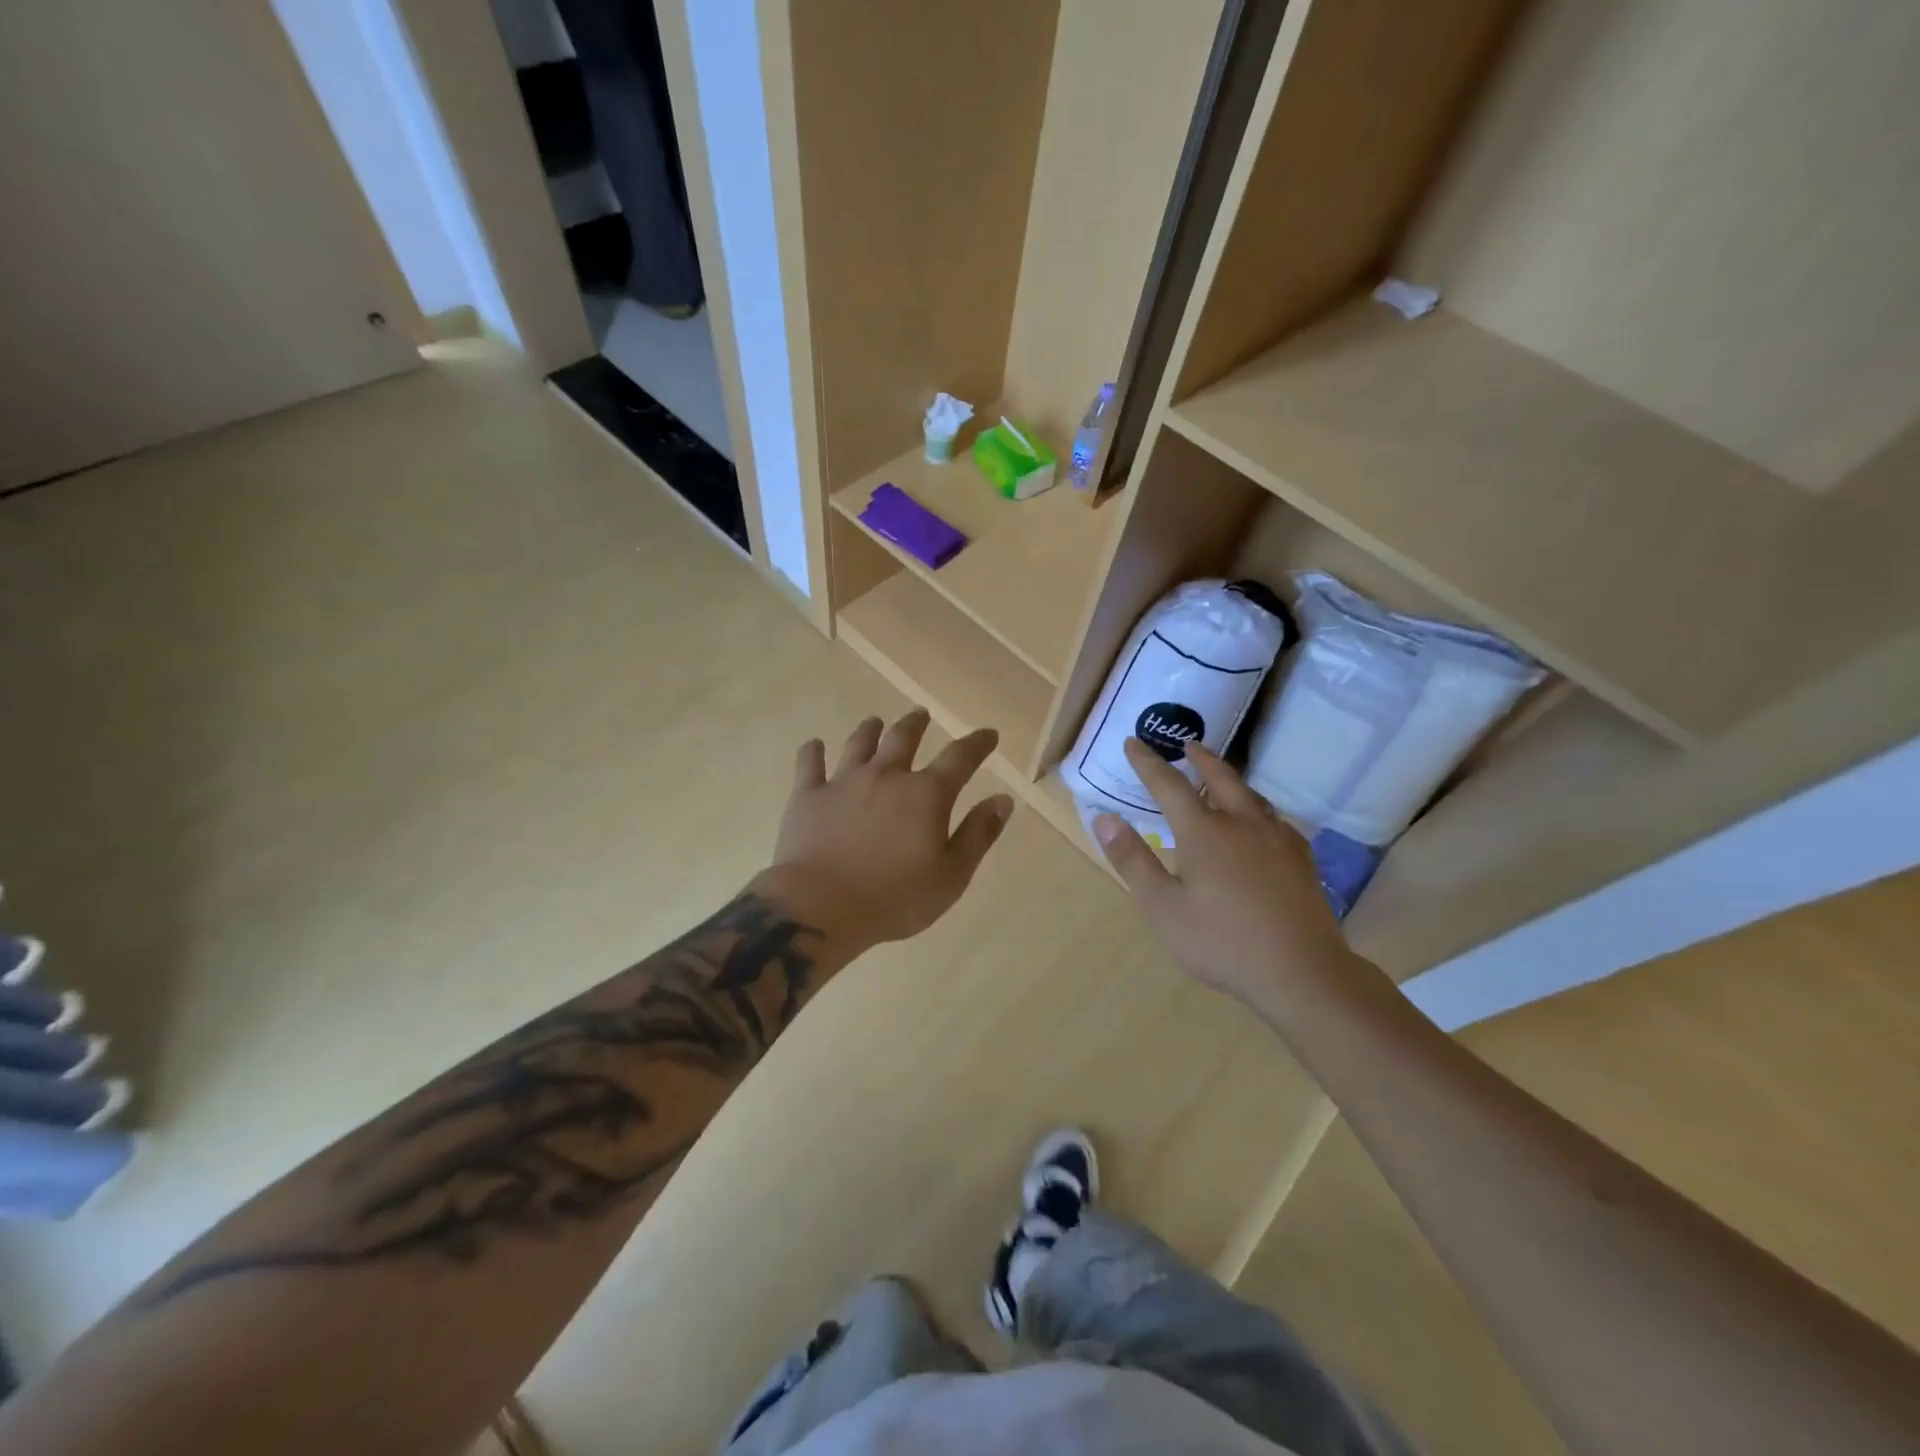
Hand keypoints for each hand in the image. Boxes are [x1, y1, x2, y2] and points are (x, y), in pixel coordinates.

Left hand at [757, 709, 1013, 955]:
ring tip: (874, 722)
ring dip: (869, 731)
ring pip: (858, 745)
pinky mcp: (808, 796)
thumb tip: (1003, 799)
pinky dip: (812, 752)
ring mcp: (843, 782)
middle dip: (916, 724)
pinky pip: (809, 764)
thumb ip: (978, 834)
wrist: (820, 906)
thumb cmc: (894, 898)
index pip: (960, 758)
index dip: (977, 744)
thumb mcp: (952, 876)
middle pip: (903, 739)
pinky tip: (813, 745)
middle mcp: (886, 777)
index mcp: (926, 795)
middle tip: (921, 714)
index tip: (988, 734)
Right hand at [1093, 739, 1375, 1023]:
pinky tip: (1261, 825)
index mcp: (1204, 831)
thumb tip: (1104, 817)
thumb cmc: (1221, 942)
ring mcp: (1277, 839)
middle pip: (1220, 777)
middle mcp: (1242, 823)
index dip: (1147, 763)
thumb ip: (1133, 859)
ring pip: (1252, 796)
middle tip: (1188, 744)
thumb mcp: (1162, 907)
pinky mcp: (1301, 859)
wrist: (1301, 971)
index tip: (1133, 743)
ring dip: (1231, 780)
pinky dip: (1258, 810)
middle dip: (1200, 758)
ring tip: (1221, 779)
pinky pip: (1275, 820)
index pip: (1168, 785)